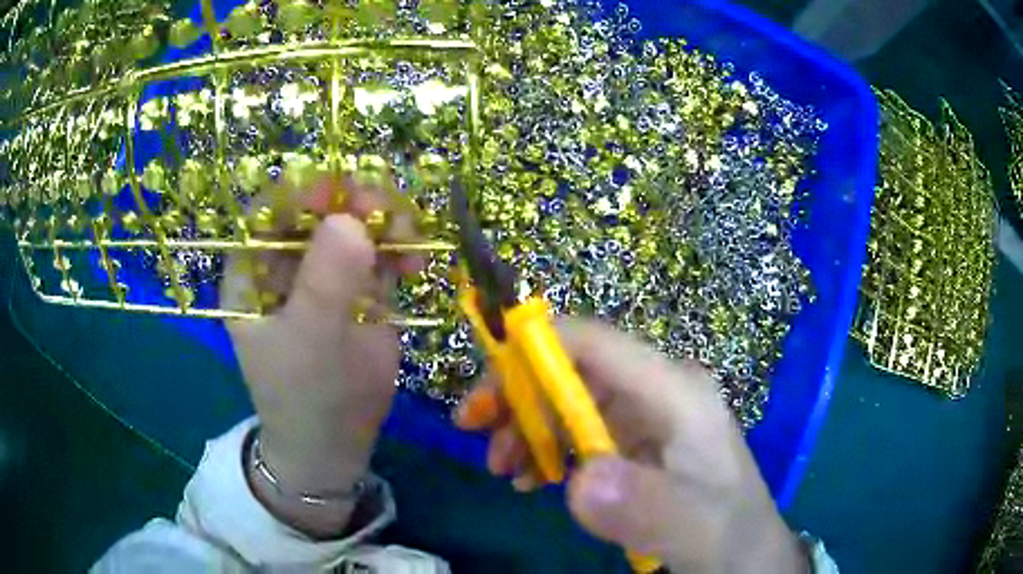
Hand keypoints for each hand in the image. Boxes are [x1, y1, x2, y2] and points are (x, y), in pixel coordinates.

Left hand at [222, 175, 421, 536]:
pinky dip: (402, 247)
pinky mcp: (360, 286)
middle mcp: (287, 261)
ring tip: (410, 244)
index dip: (302, 192)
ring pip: (355, 222)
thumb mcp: (309, 340)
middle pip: (319, 208)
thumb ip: (325, 281)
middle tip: (388, 214)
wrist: (337, 441)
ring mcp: (325, 271)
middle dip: (354, 203)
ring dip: (386, 222)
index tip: (341, 193)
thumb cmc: (304, 394)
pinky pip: (381, 250)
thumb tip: (350, 219)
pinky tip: (416, 263)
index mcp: (253, 270)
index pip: (270, 209)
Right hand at [455, 319, 806, 572]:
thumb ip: (648, 507)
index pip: (595, 343)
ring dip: (525, 424)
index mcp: (676, 392)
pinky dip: (544, 447)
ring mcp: (646, 416)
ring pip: (568, 398)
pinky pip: (577, 430)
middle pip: (573, 368)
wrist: (747, 553)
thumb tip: (580, 480)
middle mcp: (658, 391)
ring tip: (502, 468)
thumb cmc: (728, 534)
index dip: (533, 349)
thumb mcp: (696, 530)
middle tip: (473, 430)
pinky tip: (530, 477)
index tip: (482, 390)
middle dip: (517, 393)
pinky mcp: (636, 442)